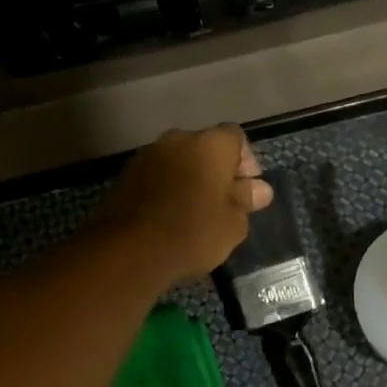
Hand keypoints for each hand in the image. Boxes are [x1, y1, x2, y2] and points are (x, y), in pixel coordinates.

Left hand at [95, 125, 272, 284]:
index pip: (236, 138)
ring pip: (179, 160)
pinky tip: (169, 216)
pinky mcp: (126, 174)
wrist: (130, 249)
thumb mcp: (233, 223)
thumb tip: (259, 189)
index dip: (246, 162)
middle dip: (216, 170)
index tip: (247, 190)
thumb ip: (246, 200)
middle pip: (205, 147)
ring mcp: (149, 154)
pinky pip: (157, 175)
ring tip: (194, 212)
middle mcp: (179, 139)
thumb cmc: (194, 232)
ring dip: (189, 178)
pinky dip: (167, 188)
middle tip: (223, 203)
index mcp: (211, 144)